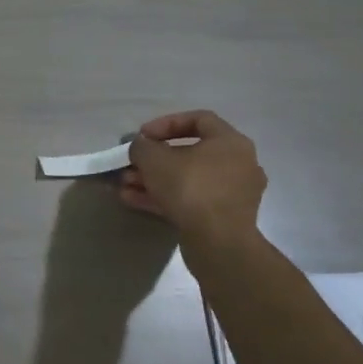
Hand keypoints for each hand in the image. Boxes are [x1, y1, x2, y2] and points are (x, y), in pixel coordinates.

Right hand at [118, 110, 266, 252]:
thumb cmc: (190, 188)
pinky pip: (190, 200)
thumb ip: (141, 146)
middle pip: (189, 153)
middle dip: (153, 159)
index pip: (198, 119)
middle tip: (130, 164)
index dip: (166, 123)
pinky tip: (132, 200)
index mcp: (230, 142)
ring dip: (153, 180)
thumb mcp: (154, 159)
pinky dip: (164, 198)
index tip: (143, 136)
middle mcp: (238, 164)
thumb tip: (139, 147)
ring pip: (186, 179)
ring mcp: (232, 194)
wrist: (219, 243)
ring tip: (124, 185)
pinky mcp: (223, 218)